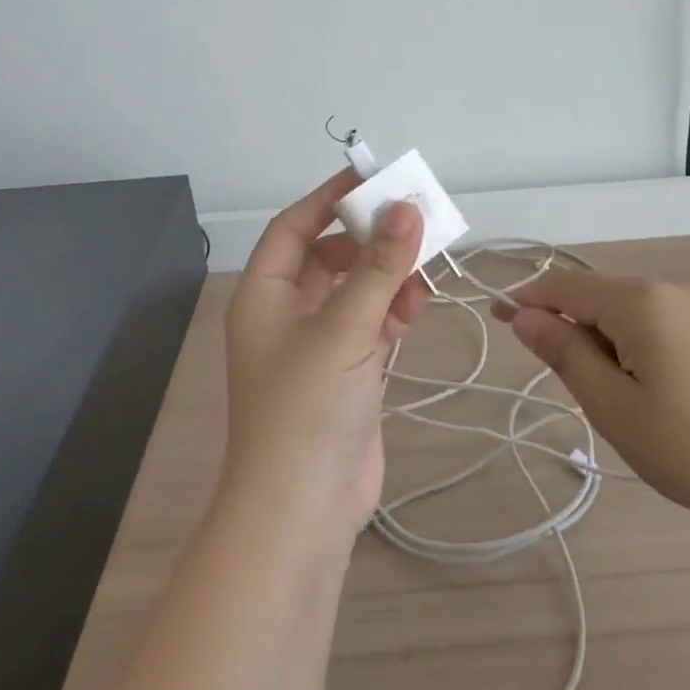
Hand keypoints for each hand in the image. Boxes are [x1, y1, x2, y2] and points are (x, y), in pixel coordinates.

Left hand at [221, 170, 428, 539]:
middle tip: (415, 221)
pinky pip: (372, 323)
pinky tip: (417, 308)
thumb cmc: (307, 409)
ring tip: (424, 271)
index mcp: (265, 295)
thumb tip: (408, 207)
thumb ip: (379, 267)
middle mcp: (287, 314)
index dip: (329, 197)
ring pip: (356, 290)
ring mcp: (319, 346)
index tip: (372, 176)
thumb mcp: (344, 329)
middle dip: (371, 239)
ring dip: (389, 276)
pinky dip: (394, 311)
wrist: (302, 514)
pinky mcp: (348, 374)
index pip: (295, 227)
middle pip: (331, 256)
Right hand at [499, 271, 689, 553]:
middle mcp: (676, 286)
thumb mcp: (615, 409)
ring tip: (634, 405)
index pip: (566, 287)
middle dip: (580, 334)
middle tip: (589, 398)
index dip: (527, 300)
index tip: (499, 319)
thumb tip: (525, 316)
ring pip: (637, 312)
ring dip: (615, 344)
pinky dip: (648, 346)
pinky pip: (669, 322)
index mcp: (643, 300)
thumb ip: (565, 354)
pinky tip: (671, 394)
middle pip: (603, 298)